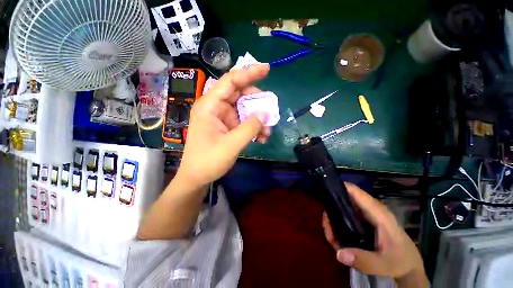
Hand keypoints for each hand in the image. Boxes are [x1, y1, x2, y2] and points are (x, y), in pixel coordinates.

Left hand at [176, 64, 270, 187]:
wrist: (197, 177)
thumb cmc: (208, 161)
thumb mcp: (231, 145)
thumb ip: (250, 128)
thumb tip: (265, 114)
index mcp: (210, 106)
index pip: (230, 81)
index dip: (248, 73)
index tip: (267, 69)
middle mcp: (215, 108)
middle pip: (239, 94)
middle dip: (257, 101)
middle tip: (270, 109)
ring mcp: (222, 118)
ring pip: (244, 109)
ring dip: (258, 118)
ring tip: (267, 131)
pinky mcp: (227, 127)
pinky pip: (243, 121)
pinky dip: (253, 127)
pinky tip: (261, 137)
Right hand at [322, 183, 425, 280]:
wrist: (409, 266)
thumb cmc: (400, 261)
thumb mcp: (384, 264)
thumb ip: (364, 260)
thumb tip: (339, 253)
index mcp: (376, 212)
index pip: (354, 191)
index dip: (338, 187)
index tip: (323, 193)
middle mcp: (368, 209)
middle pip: (343, 200)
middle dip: (331, 211)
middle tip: (326, 227)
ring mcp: (365, 215)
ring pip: (342, 209)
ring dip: (333, 221)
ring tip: (332, 238)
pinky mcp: (363, 222)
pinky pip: (345, 217)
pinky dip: (338, 226)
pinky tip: (338, 240)